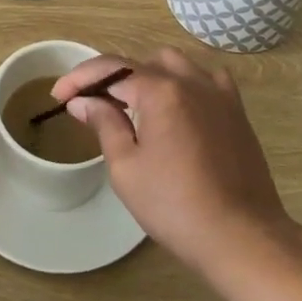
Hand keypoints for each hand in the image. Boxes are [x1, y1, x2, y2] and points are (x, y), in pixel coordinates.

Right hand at [52, 49, 293, 276]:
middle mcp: (190, 80)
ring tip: (133, 105)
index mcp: (160, 91)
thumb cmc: (176, 206)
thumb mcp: (127, 168)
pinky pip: (205, 78)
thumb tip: (83, 101)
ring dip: (148, 76)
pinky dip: (185, 82)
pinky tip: (178, 106)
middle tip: (94, 106)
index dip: (79, 78)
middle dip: (112, 78)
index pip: (111, 69)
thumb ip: (105, 124)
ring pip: (175, 64)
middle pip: (142, 63)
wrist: (242, 237)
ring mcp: (218, 92)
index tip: (58, 96)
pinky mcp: (236, 110)